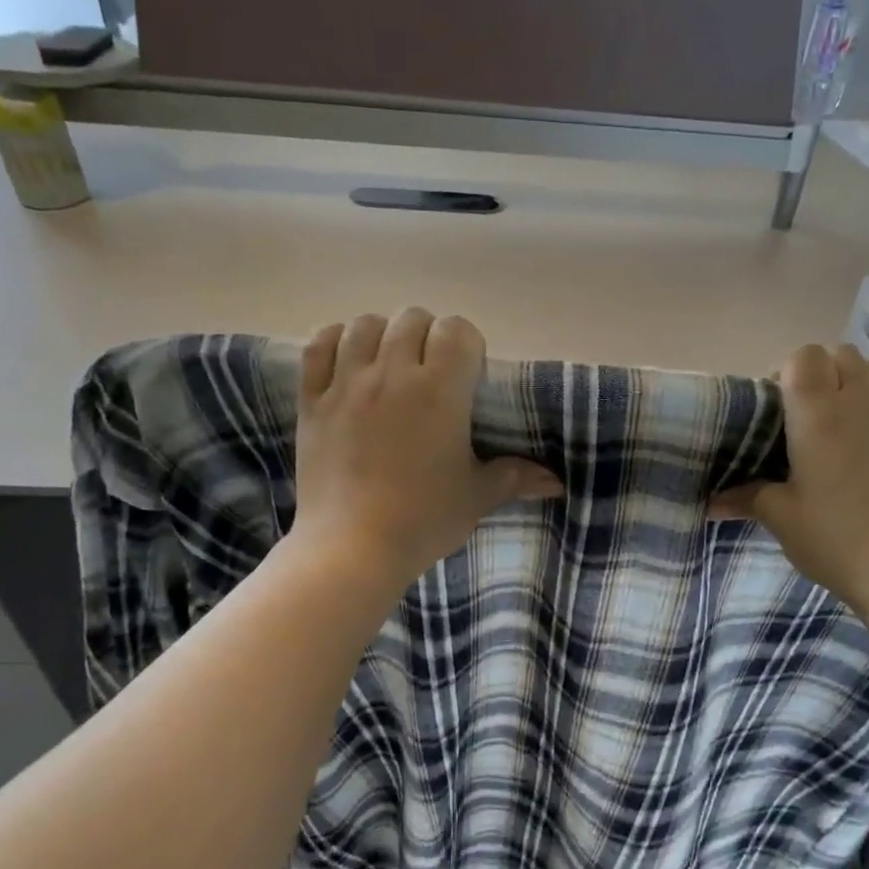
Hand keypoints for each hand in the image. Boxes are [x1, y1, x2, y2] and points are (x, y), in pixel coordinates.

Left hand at [291, 309, 562, 589]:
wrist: (352, 548)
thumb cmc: (422, 520)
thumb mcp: (475, 497)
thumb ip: (515, 478)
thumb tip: (555, 482)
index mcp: (440, 391)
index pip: (456, 330)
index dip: (467, 344)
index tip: (468, 373)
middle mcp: (392, 374)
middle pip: (412, 320)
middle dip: (428, 336)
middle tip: (432, 372)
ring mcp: (346, 384)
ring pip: (365, 325)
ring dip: (383, 334)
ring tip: (390, 363)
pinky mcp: (313, 401)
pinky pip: (319, 346)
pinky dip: (335, 342)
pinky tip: (347, 360)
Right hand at [710, 345, 868, 616]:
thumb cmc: (833, 537)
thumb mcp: (780, 517)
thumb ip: (745, 498)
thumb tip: (710, 503)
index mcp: (818, 415)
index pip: (804, 357)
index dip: (785, 370)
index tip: (774, 406)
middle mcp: (858, 404)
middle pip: (841, 354)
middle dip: (818, 371)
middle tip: (800, 412)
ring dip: (859, 375)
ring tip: (841, 409)